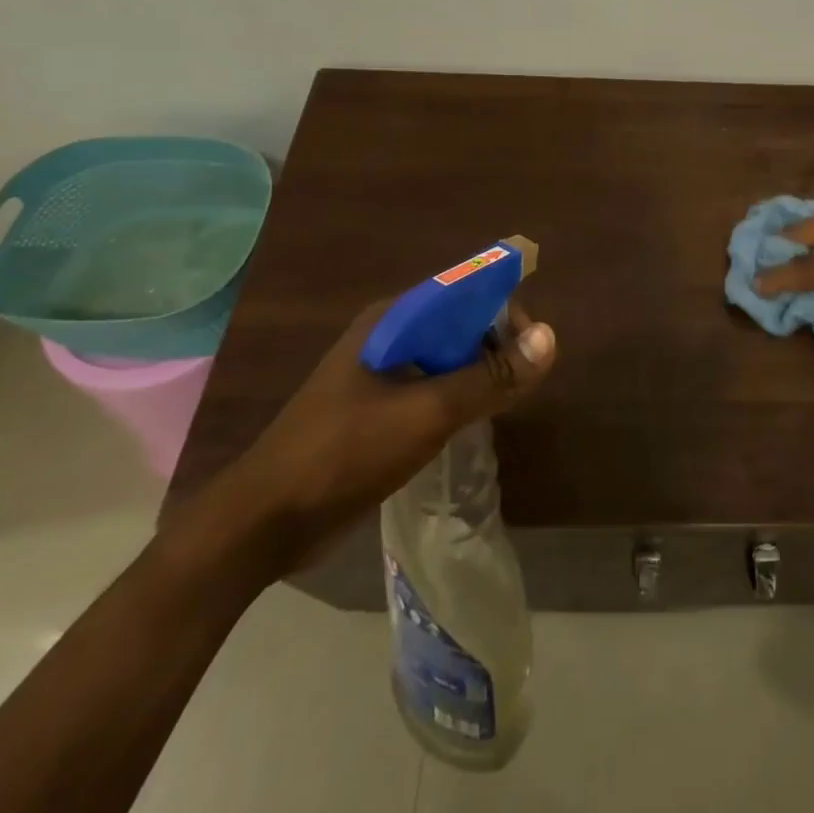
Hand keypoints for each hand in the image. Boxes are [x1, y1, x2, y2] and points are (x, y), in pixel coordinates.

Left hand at [186, 298, 556, 579]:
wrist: (265, 523)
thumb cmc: (345, 453)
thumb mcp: (426, 413)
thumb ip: (489, 377)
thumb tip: (549, 340)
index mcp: (393, 320)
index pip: (464, 289)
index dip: (504, 308)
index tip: (533, 346)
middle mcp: (388, 336)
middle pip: (458, 322)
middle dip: (496, 343)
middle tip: (522, 382)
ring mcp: (379, 374)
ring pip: (446, 357)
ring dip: (479, 372)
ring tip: (507, 401)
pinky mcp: (376, 409)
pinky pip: (431, 387)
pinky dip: (459, 396)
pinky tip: (474, 421)